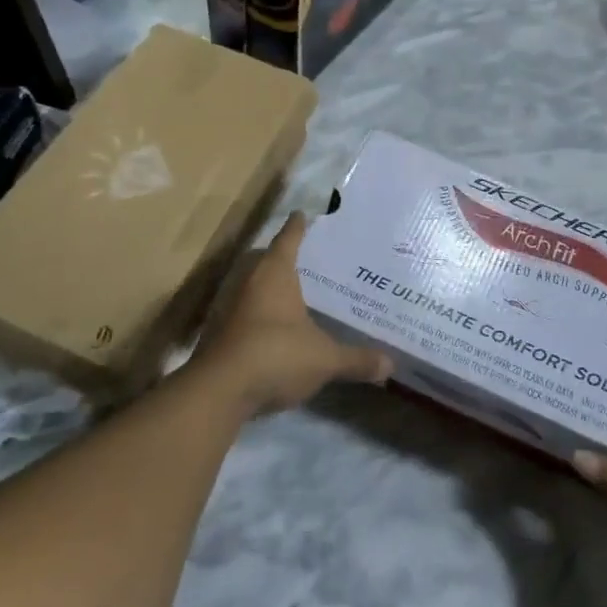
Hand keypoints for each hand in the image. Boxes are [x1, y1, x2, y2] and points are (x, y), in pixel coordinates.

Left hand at [195, 213, 392, 415]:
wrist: (217, 393)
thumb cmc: (275, 355)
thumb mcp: (324, 359)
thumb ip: (356, 360)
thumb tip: (391, 365)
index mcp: (274, 274)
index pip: (288, 239)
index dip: (297, 227)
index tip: (302, 214)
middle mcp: (247, 282)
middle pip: (264, 260)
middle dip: (281, 257)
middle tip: (304, 258)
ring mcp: (227, 308)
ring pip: (249, 286)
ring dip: (265, 288)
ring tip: (289, 293)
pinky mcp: (216, 334)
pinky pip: (240, 313)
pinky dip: (255, 315)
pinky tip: (270, 329)